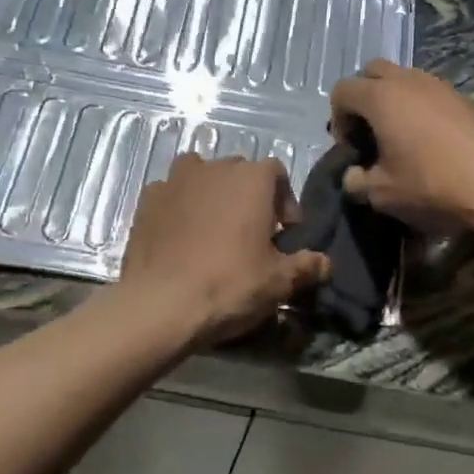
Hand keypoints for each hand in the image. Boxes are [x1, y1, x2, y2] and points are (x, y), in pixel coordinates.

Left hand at [117, 154, 330, 348]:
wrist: (159, 305)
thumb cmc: (229, 285)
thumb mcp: (279, 282)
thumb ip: (307, 266)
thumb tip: (326, 263)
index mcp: (251, 179)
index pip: (277, 172)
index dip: (285, 200)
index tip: (284, 233)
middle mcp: (214, 168)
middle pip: (239, 172)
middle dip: (249, 196)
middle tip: (252, 233)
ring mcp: (175, 181)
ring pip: (201, 176)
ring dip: (212, 194)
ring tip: (214, 229)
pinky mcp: (146, 200)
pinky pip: (171, 194)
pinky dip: (180, 207)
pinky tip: (181, 237)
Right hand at [330, 61, 473, 233]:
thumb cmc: (433, 185)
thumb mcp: (383, 193)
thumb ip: (357, 181)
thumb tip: (352, 176)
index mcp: (382, 97)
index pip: (343, 90)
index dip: (338, 118)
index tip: (351, 148)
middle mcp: (409, 81)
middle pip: (372, 72)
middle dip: (363, 98)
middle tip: (369, 133)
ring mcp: (441, 86)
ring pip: (405, 80)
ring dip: (394, 102)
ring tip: (400, 138)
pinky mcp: (466, 98)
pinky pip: (430, 93)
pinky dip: (420, 109)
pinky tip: (430, 142)